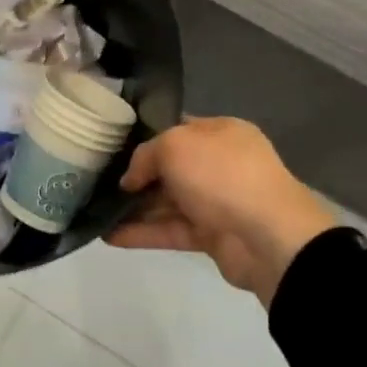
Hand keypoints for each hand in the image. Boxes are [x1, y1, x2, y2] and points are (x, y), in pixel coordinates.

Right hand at [110, 118, 338, 306]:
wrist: (269, 237)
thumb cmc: (222, 175)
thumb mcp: (175, 146)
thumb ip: (146, 155)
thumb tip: (131, 179)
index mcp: (221, 132)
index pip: (177, 129)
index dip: (146, 136)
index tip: (113, 146)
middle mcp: (221, 164)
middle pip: (171, 167)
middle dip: (137, 175)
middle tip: (98, 179)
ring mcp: (217, 201)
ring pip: (168, 201)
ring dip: (135, 207)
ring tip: (96, 210)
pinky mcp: (212, 236)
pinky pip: (171, 231)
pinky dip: (142, 233)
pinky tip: (109, 235)